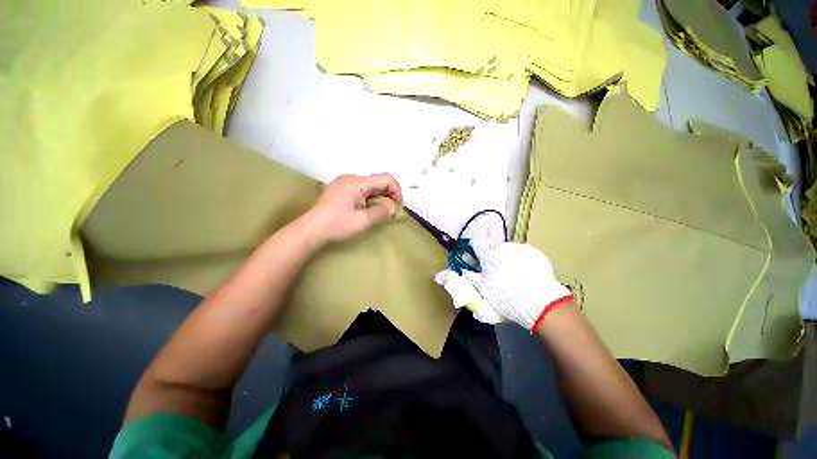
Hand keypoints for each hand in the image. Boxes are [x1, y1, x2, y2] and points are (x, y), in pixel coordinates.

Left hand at [302, 173, 402, 243]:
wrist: (311, 229)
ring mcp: (344, 182)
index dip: (396, 190)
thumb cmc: (337, 224)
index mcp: (357, 182)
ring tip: (382, 211)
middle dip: (389, 194)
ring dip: (379, 196)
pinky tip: (369, 208)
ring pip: (369, 185)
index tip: (398, 205)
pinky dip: (370, 197)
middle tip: (392, 211)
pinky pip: (361, 189)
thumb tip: (394, 208)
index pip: (385, 178)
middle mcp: (351, 177)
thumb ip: (382, 212)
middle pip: (377, 180)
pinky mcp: (340, 189)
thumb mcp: (363, 220)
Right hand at [436, 238, 572, 332]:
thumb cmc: (507, 298)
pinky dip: (521, 262)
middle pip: (494, 248)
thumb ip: (464, 279)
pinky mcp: (534, 253)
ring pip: (508, 252)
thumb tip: (439, 276)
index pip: (477, 240)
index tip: (477, 251)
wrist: (541, 304)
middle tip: (497, 275)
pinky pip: (522, 255)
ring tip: (514, 278)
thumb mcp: (482, 291)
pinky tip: (525, 276)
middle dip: (493, 258)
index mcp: (489, 256)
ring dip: (507, 260)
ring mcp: (520, 249)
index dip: (474, 243)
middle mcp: (504, 247)